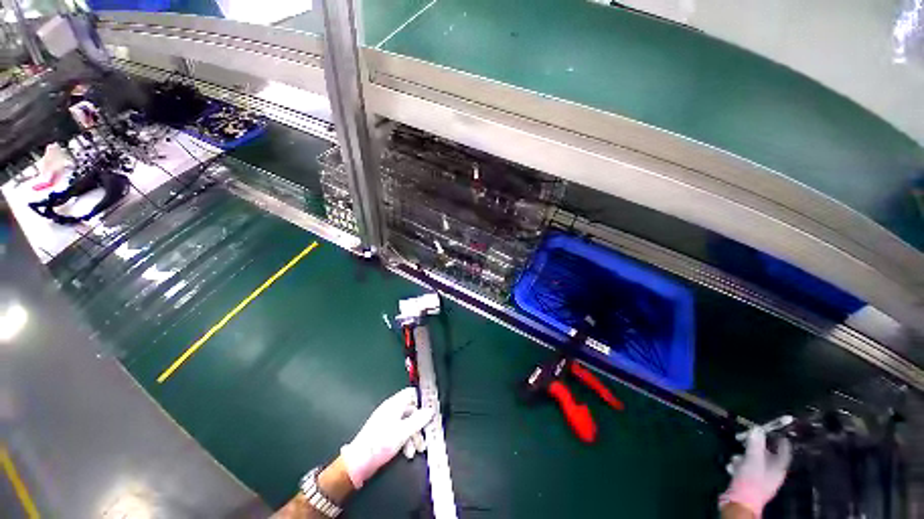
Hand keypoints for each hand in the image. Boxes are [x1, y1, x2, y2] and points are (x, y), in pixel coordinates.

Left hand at [340, 388, 434, 487]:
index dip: (423, 398)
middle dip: (420, 423)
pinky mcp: (384, 434)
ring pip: (407, 423)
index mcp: (394, 404)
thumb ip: (419, 420)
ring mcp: (387, 422)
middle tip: (426, 435)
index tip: (432, 408)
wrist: (357, 464)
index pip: (411, 393)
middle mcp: (391, 410)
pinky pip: (400, 432)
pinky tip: (408, 453)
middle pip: (411, 410)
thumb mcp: (403, 432)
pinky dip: (406, 441)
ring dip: (414, 436)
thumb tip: (430, 411)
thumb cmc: (380, 444)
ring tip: (417, 450)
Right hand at [720, 428, 791, 516]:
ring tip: (737, 456)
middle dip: (756, 447)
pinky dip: (740, 465)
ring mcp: (761, 479)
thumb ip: (755, 445)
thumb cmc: (751, 481)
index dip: (781, 442)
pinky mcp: (749, 482)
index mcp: (778, 469)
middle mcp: (772, 474)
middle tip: (748, 438)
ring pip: (754, 462)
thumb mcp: (752, 460)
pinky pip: (746, 468)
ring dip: (745, 456)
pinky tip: (732, 465)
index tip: (777, 431)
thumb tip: (757, 429)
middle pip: (768, 456)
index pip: (784, 453)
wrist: (739, 502)